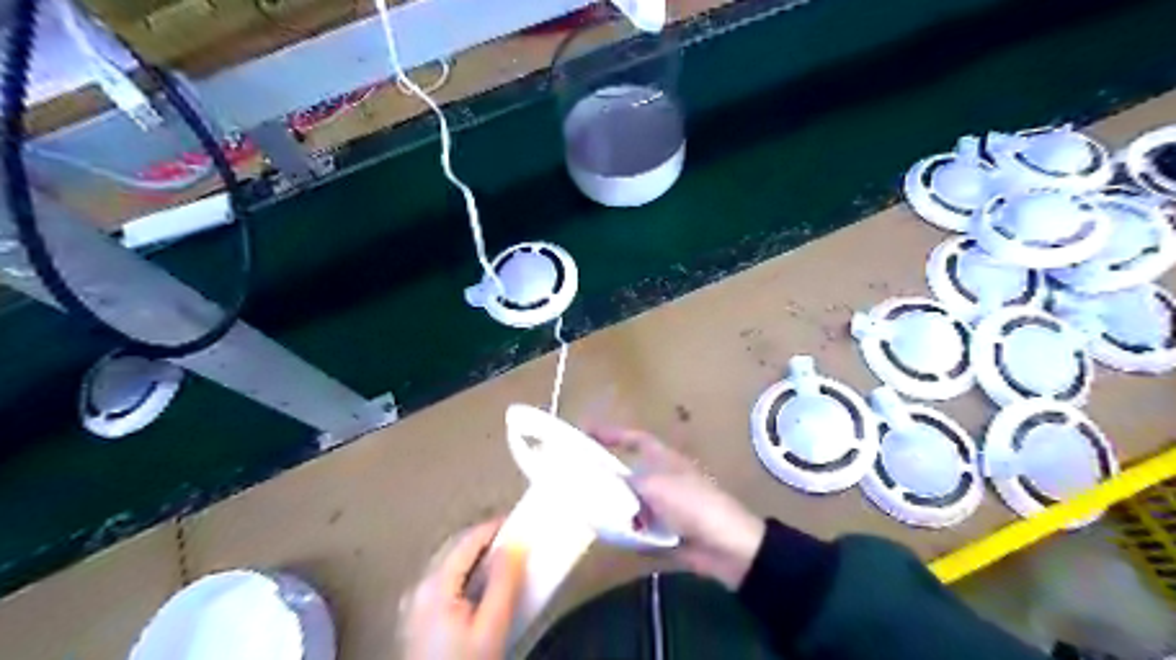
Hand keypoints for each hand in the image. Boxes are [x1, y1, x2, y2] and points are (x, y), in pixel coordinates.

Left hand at [400, 521, 527, 658]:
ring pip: (449, 565)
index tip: (523, 524)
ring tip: (506, 563)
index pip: (468, 540)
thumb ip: (503, 582)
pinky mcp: (414, 619)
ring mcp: (412, 604)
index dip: (496, 528)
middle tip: (518, 543)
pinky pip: (443, 582)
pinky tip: (483, 589)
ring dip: (477, 558)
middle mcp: (417, 588)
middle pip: (455, 549)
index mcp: (433, 586)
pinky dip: (466, 575)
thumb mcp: (491, 629)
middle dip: (486, 541)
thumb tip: (515, 544)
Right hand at [594, 425, 766, 590]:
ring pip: (628, 502)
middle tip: (574, 479)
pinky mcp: (663, 530)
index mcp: (661, 458)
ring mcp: (662, 505)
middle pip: (626, 472)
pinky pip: (635, 528)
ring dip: (611, 506)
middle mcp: (660, 477)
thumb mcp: (653, 486)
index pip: (633, 438)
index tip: (584, 431)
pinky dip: (623, 530)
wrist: (725, 545)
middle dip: (604, 476)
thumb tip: (597, 482)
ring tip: (581, 508)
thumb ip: (623, 483)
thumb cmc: (691, 503)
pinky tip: (604, 533)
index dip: (610, 433)